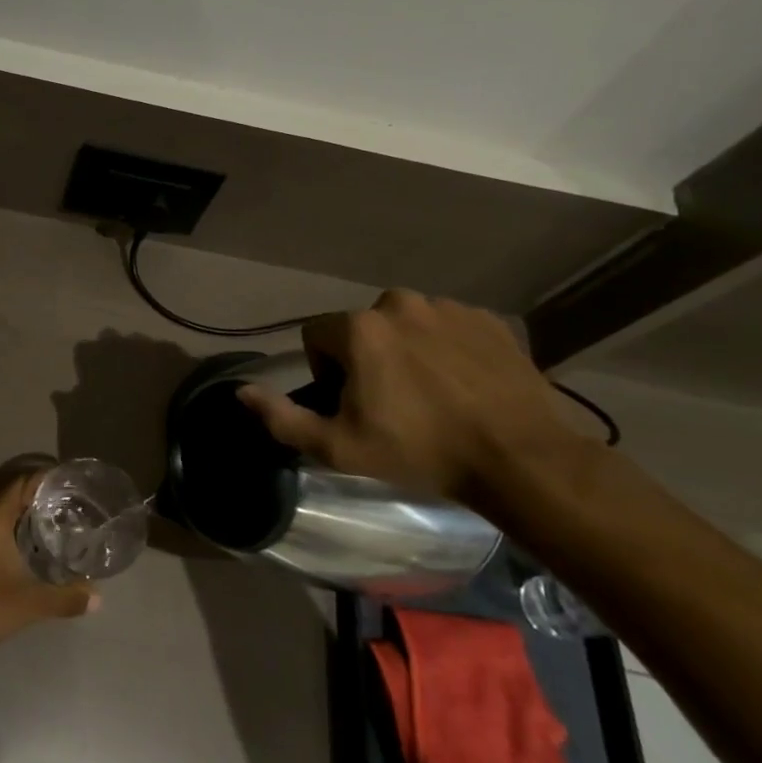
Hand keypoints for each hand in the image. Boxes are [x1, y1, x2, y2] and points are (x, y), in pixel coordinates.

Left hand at [0, 472, 98, 655]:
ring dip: (10, 511)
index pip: (22, 482)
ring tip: (38, 522)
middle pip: (5, 491)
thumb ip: (65, 597)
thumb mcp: (31, 603)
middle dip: (30, 494)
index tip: (65, 483)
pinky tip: (10, 544)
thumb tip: (97, 599)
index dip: (44, 479)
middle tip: (58, 504)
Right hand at [238, 289, 584, 504]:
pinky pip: (450, 327)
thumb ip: (282, 417)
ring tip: (432, 396)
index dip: (326, 372)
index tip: (353, 406)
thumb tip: (240, 392)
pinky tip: (464, 386)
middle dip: (367, 358)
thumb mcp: (338, 447)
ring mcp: (450, 307)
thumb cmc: (420, 451)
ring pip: (407, 325)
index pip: (317, 337)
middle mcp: (400, 303)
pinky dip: (448, 349)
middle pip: (362, 328)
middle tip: (392, 404)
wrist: (521, 459)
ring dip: (407, 351)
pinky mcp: (490, 320)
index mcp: (360, 328)